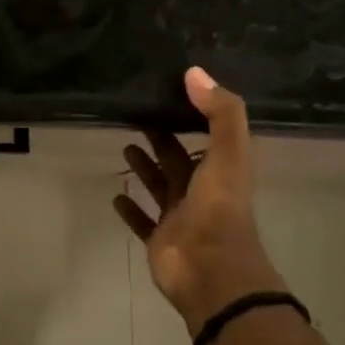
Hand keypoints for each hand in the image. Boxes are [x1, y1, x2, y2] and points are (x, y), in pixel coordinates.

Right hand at [112, 67, 279, 333]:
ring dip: (145, 168)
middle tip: (137, 116)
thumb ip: (220, 113)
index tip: (169, 93)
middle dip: (163, 139)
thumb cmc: (219, 209)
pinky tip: (115, 195)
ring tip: (125, 146)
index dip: (194, 116)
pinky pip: (143, 220)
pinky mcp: (159, 238)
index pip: (208, 136)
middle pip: (179, 159)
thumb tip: (194, 72)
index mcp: (222, 170)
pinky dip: (130, 208)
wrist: (211, 272)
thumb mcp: (228, 154)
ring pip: (160, 186)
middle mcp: (201, 191)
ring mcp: (179, 216)